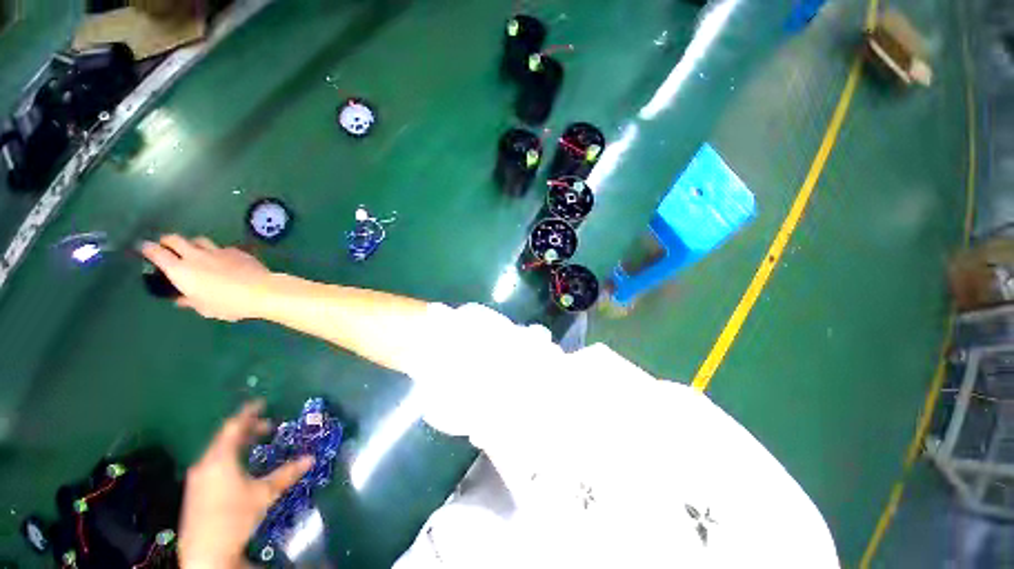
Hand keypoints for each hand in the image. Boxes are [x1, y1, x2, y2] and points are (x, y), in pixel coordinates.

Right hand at [140, 235, 274, 321]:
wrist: (262, 291)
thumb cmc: (229, 304)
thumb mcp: (205, 308)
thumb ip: (190, 301)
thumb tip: (180, 299)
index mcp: (181, 270)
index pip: (157, 253)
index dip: (148, 248)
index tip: (143, 247)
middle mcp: (196, 256)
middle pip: (175, 239)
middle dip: (167, 240)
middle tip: (166, 245)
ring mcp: (217, 251)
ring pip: (198, 240)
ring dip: (192, 243)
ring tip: (194, 251)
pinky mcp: (236, 251)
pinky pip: (221, 248)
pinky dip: (217, 252)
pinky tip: (223, 260)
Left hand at [180, 401, 312, 568]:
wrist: (205, 552)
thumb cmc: (235, 517)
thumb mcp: (265, 494)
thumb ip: (287, 473)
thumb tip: (311, 458)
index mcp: (220, 459)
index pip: (233, 426)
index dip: (248, 413)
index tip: (262, 403)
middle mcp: (205, 463)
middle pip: (225, 438)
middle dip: (248, 429)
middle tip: (269, 427)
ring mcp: (197, 478)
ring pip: (219, 451)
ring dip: (239, 444)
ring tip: (256, 444)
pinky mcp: (196, 490)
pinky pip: (214, 463)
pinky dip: (230, 456)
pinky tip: (240, 467)